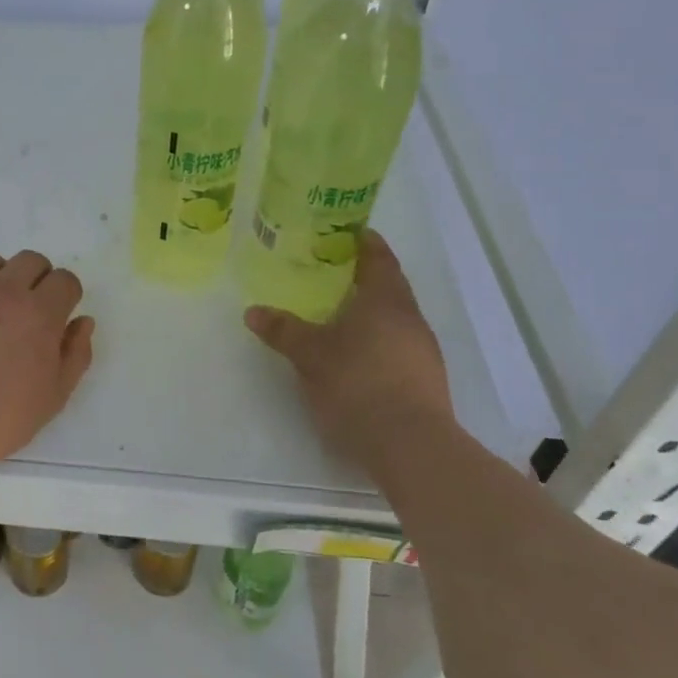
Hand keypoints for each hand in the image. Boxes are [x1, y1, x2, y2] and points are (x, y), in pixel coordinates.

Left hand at [0, 250, 94, 479]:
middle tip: (22, 314)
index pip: (64, 280)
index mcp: (38, 314)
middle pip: (30, 261)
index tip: (54, 317)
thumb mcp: (51, 399)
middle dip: (35, 281)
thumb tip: (82, 321)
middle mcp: (1, 290)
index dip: (64, 297)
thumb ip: (75, 355)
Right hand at [245, 230, 454, 475]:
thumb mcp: (310, 355)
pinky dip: (374, 340)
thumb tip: (253, 311)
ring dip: (367, 312)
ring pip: (392, 319)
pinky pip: (395, 346)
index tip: (344, 231)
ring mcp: (422, 352)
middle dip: (359, 278)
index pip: (378, 257)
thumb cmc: (359, 384)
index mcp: (387, 300)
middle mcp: (410, 319)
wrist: (411, 447)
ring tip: (334, 313)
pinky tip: (352, 355)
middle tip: (326, 272)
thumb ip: (283, 330)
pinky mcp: (424, 381)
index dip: (363, 241)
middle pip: (387, 287)